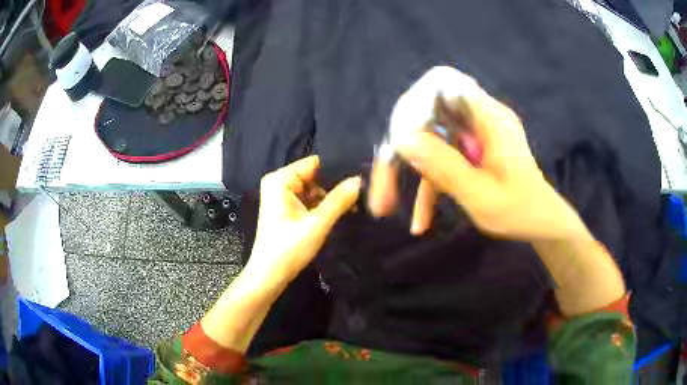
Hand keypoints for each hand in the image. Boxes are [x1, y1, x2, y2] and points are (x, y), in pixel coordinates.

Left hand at [247, 155, 361, 283]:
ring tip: (355, 204)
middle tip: (361, 194)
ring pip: (313, 189)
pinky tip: (341, 212)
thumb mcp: (317, 223)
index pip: (314, 163)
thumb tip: (360, 180)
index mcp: (280, 179)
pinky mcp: (285, 208)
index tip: (359, 179)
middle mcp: (278, 182)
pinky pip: (308, 200)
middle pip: (314, 175)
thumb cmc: (289, 248)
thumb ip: (339, 200)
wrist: (269, 275)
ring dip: (330, 198)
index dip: (336, 170)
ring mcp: (281, 195)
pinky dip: (321, 206)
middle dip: (334, 186)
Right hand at [369, 70, 585, 241]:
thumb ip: (445, 167)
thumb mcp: (482, 196)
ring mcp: (473, 134)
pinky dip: (427, 186)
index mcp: (489, 118)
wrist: (542, 223)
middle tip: (383, 182)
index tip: (400, 136)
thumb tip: (403, 140)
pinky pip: (440, 159)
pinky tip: (421, 220)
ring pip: (428, 139)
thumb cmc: (521, 212)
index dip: (415, 101)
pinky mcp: (470, 151)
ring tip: (386, 205)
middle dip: (400, 147)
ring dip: (407, 171)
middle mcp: (479, 118)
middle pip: (426, 114)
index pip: (443, 83)